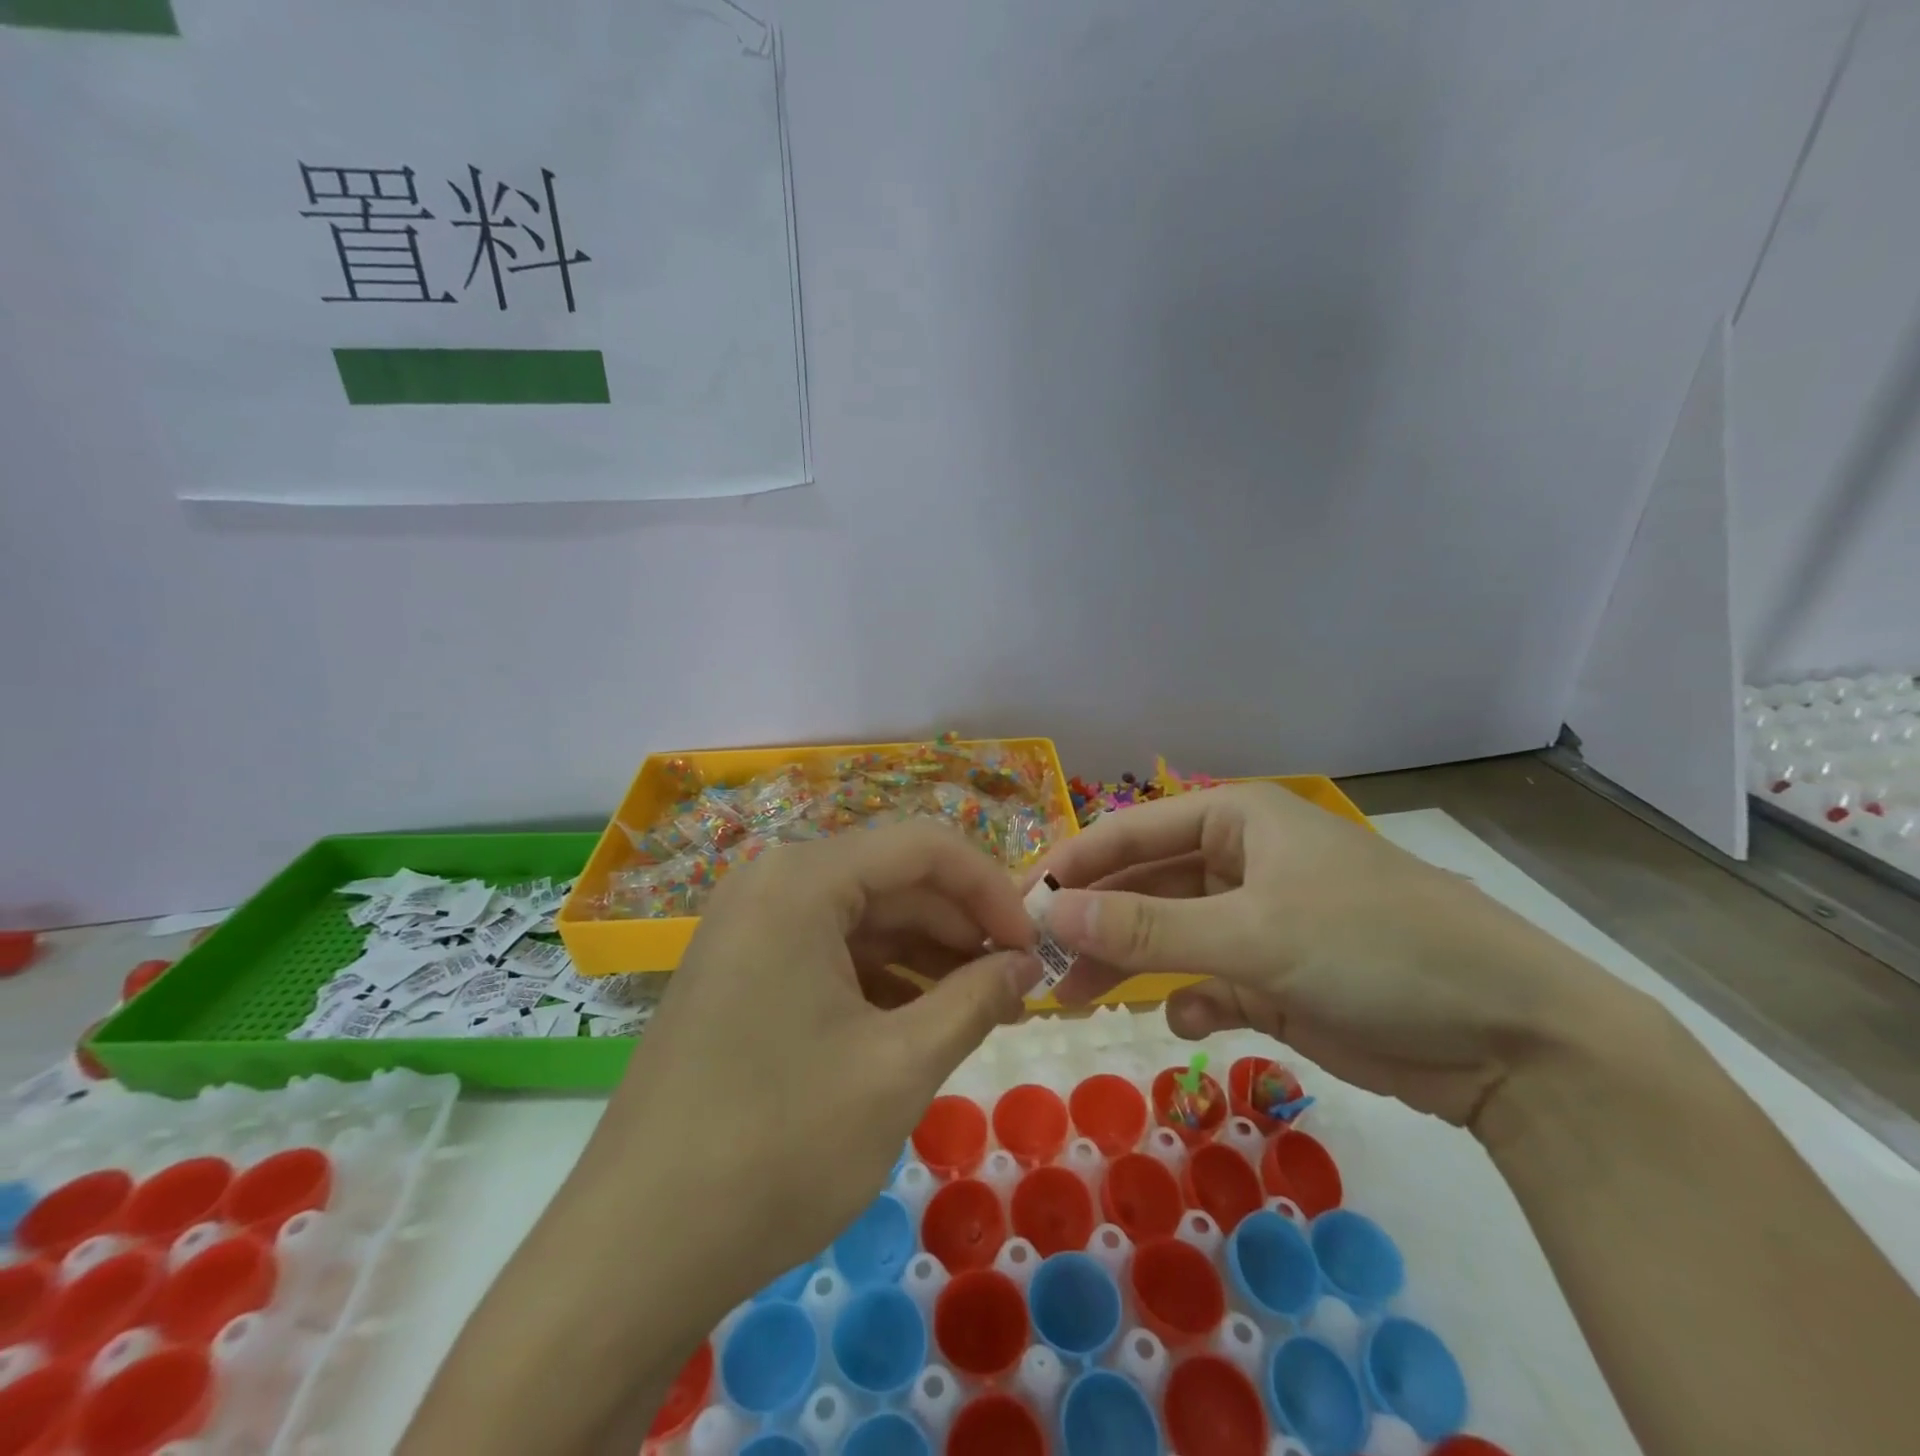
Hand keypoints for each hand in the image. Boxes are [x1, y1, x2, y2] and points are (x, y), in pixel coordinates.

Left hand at [579, 821, 1042, 1314]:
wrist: (633, 1252)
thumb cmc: (777, 1147)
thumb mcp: (899, 1067)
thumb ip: (975, 999)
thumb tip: (1026, 965)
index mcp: (803, 880)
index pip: (926, 847)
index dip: (993, 889)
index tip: (1034, 949)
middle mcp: (771, 883)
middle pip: (894, 879)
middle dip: (962, 928)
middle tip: (1015, 988)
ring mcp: (748, 927)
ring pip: (864, 918)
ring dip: (927, 957)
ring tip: (980, 1010)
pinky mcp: (740, 971)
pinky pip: (829, 952)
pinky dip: (882, 979)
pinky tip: (921, 1023)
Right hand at [1030, 783, 1612, 1127]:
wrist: (1511, 1036)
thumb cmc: (1374, 948)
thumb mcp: (1253, 933)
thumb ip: (1146, 929)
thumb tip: (1049, 914)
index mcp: (1237, 819)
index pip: (1130, 831)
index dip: (1073, 866)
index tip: (1018, 905)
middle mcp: (1242, 860)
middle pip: (1144, 884)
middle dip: (1095, 922)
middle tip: (1039, 964)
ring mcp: (1260, 919)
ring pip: (1169, 935)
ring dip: (1128, 965)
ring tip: (1079, 1001)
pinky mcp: (1277, 975)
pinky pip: (1208, 978)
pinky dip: (1188, 998)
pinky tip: (1183, 1019)